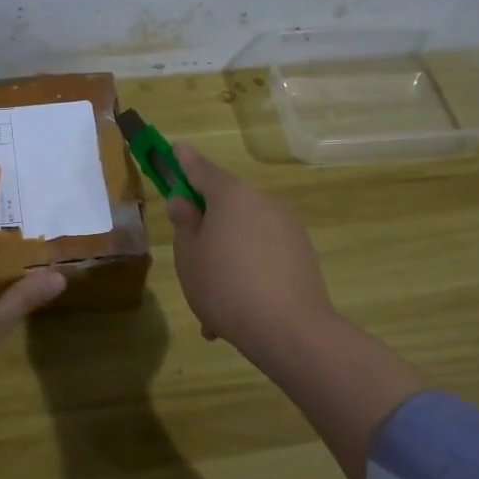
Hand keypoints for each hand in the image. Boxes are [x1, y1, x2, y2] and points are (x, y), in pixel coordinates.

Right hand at [166, 142, 337, 365]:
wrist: (290, 330)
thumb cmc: (225, 286)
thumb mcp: (189, 256)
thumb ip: (185, 224)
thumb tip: (185, 202)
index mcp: (232, 196)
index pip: (201, 169)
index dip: (185, 161)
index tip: (176, 148)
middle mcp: (263, 203)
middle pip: (227, 205)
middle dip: (207, 227)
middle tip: (188, 259)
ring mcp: (287, 228)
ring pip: (244, 237)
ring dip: (226, 259)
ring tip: (211, 306)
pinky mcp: (303, 255)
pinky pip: (264, 257)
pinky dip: (248, 275)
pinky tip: (235, 313)